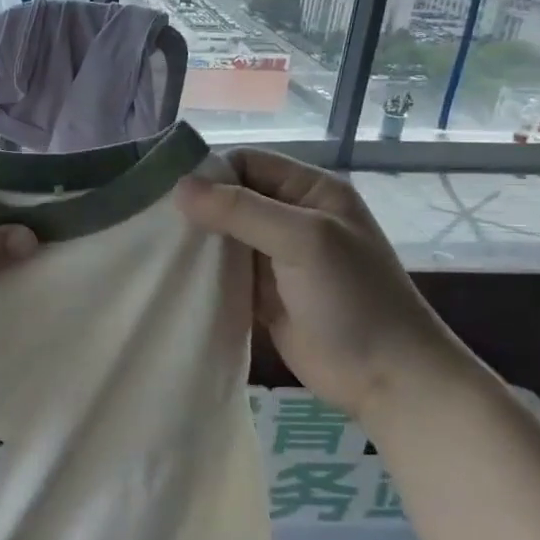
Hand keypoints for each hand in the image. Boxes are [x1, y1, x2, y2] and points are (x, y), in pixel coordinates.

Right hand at [176, 149, 474, 414]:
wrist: (384, 376)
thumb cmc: (352, 297)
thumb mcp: (302, 240)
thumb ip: (242, 210)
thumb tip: (179, 187)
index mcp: (310, 191)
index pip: (248, 162)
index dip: (211, 172)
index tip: (171, 194)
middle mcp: (291, 217)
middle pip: (231, 197)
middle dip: (197, 207)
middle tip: (154, 221)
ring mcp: (275, 256)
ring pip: (223, 235)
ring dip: (196, 241)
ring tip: (156, 247)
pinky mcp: (261, 292)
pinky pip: (223, 271)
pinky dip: (202, 272)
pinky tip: (174, 275)